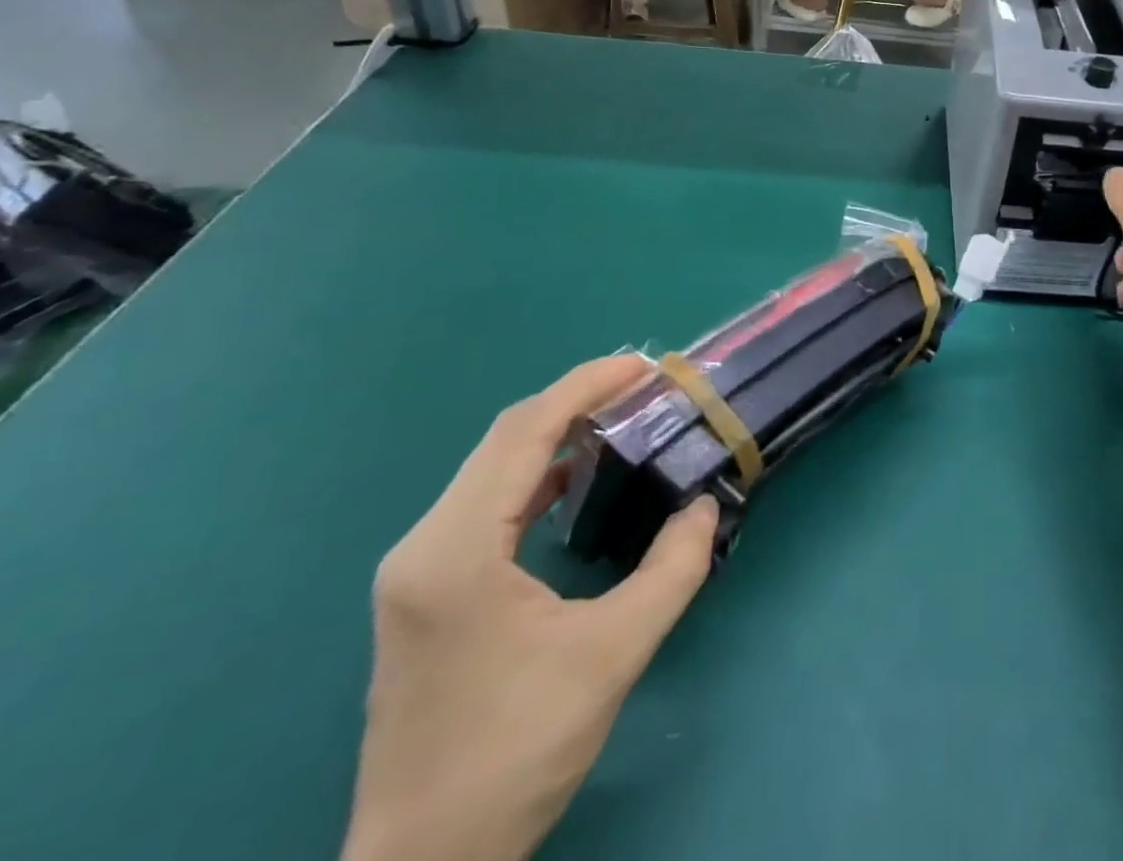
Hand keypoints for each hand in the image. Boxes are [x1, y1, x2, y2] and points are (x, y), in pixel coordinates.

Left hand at [342, 355, 717, 860]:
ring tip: (620, 421)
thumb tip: (705, 507)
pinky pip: (485, 502)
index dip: (585, 387)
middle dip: (576, 401)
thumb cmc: (514, 756)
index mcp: (457, 552)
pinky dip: (536, 473)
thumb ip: (672, 569)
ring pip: (492, 468)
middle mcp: (424, 546)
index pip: (523, 433)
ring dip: (555, 434)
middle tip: (644, 388)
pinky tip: (575, 482)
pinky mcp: (425, 592)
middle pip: (504, 439)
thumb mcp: (612, 655)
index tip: (644, 366)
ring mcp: (417, 570)